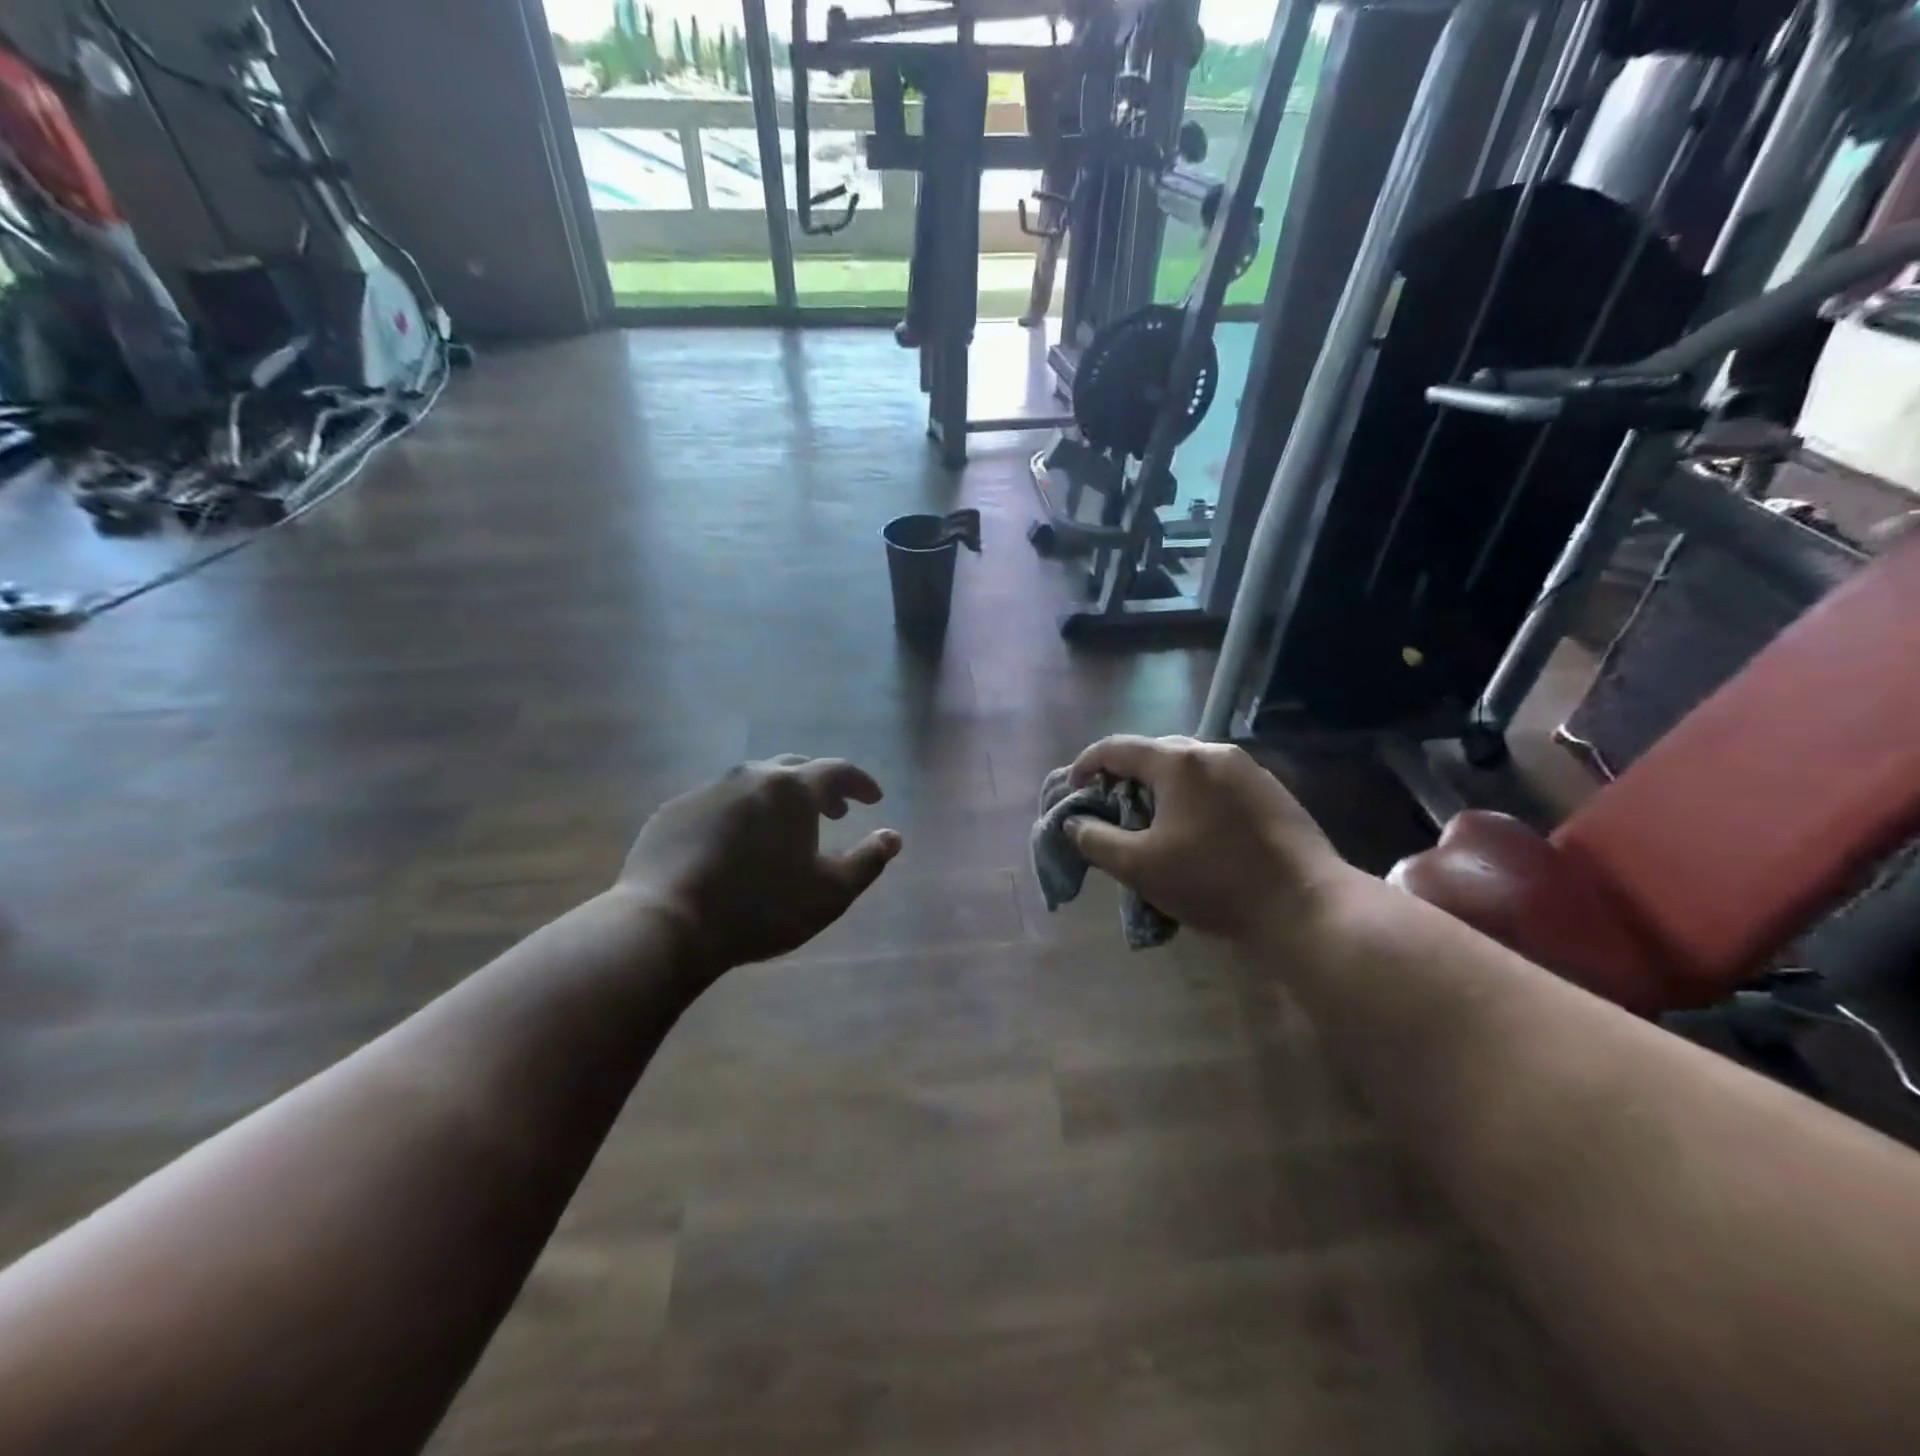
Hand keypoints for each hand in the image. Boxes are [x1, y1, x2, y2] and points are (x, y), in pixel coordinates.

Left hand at [616, 756, 902, 976]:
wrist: (665, 923)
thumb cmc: (760, 909)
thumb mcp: (829, 893)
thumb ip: (868, 861)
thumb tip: (893, 836)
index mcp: (792, 789)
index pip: (837, 771)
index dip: (861, 783)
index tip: (874, 798)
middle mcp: (750, 776)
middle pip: (795, 768)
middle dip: (820, 786)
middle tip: (834, 811)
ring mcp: (707, 790)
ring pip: (754, 782)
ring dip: (779, 798)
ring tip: (785, 828)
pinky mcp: (674, 811)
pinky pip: (719, 802)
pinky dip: (740, 813)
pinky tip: (735, 844)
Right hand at [1066, 736, 1354, 948]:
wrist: (1306, 905)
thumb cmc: (1214, 882)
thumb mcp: (1140, 867)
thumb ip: (1096, 840)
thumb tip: (1074, 823)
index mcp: (1178, 762)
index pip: (1116, 748)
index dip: (1086, 765)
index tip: (1073, 790)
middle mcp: (1213, 752)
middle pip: (1154, 753)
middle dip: (1125, 777)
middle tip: (1111, 809)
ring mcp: (1248, 769)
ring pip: (1189, 768)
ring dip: (1161, 788)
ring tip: (1152, 823)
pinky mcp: (1272, 791)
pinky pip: (1217, 783)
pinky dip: (1193, 797)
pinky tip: (1196, 832)